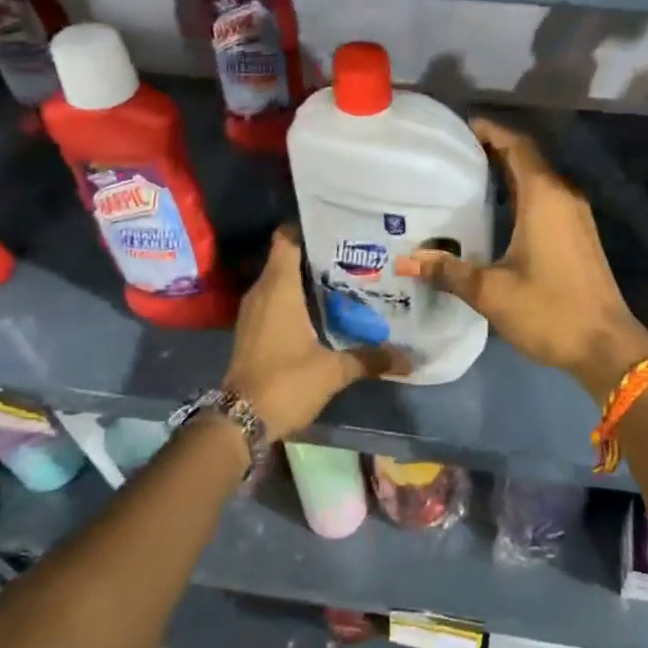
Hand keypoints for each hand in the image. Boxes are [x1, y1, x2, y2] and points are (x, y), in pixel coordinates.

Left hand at [224, 225, 408, 440]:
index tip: (337, 227)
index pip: (286, 239)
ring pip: (280, 281)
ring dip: (306, 278)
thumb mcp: (333, 371)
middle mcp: (261, 292)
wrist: (240, 421)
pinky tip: (322, 310)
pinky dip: (295, 299)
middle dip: (316, 254)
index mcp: (278, 288)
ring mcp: (253, 312)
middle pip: (287, 258)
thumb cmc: (285, 382)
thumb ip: (369, 359)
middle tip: (353, 255)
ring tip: (344, 279)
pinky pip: (274, 301)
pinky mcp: (252, 330)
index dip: (308, 227)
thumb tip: (407, 358)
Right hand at [398, 118, 647, 401]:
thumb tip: (405, 260)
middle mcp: (563, 196)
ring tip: (468, 179)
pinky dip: (521, 194)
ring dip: (508, 173)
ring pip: (539, 180)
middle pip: (527, 158)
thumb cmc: (549, 310)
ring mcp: (576, 216)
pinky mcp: (580, 235)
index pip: (517, 145)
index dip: (490, 131)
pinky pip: (547, 199)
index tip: (460, 127)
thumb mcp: (490, 291)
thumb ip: (448, 271)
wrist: (606, 346)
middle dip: (494, 150)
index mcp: (544, 197)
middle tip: (454, 154)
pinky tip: (496, 213)